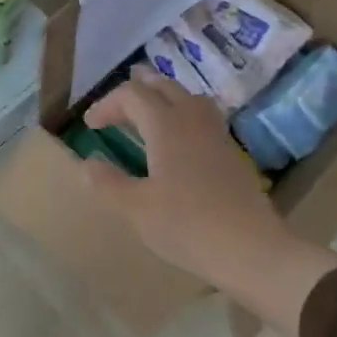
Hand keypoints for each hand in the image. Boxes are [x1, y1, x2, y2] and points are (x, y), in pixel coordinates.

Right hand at [81, 65, 283, 287]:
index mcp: (166, 126)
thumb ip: (108, 183)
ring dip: (164, 99)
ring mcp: (217, 136)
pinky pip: (204, 119)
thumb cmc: (186, 225)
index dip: (107, 104)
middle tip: (115, 110)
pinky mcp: (232, 154)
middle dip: (136, 92)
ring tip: (148, 114)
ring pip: (190, 99)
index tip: (90, 126)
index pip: (133, 95)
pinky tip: (178, 142)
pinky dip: (184, 117)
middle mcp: (193, 121)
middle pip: (164, 88)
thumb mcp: (136, 208)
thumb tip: (87, 165)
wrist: (250, 249)